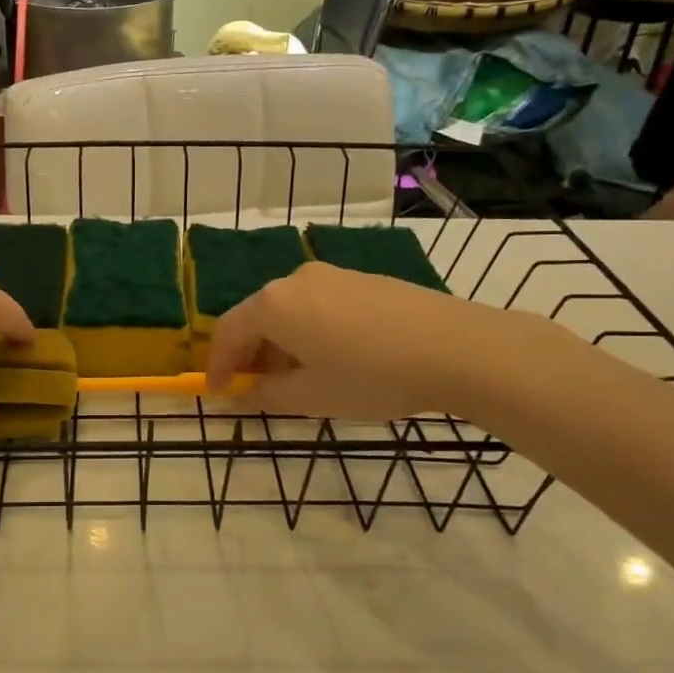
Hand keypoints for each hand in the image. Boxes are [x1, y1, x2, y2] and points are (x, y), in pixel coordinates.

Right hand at [206, 262, 520, 421]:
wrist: (455, 347)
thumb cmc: (371, 376)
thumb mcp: (311, 397)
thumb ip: (266, 395)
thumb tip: (244, 393)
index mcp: (274, 304)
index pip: (228, 332)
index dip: (218, 364)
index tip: (218, 392)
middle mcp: (296, 280)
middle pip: (257, 316)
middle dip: (250, 354)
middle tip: (255, 388)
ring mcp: (332, 275)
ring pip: (290, 310)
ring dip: (281, 344)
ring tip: (296, 378)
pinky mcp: (363, 280)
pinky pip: (319, 305)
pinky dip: (309, 331)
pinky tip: (333, 358)